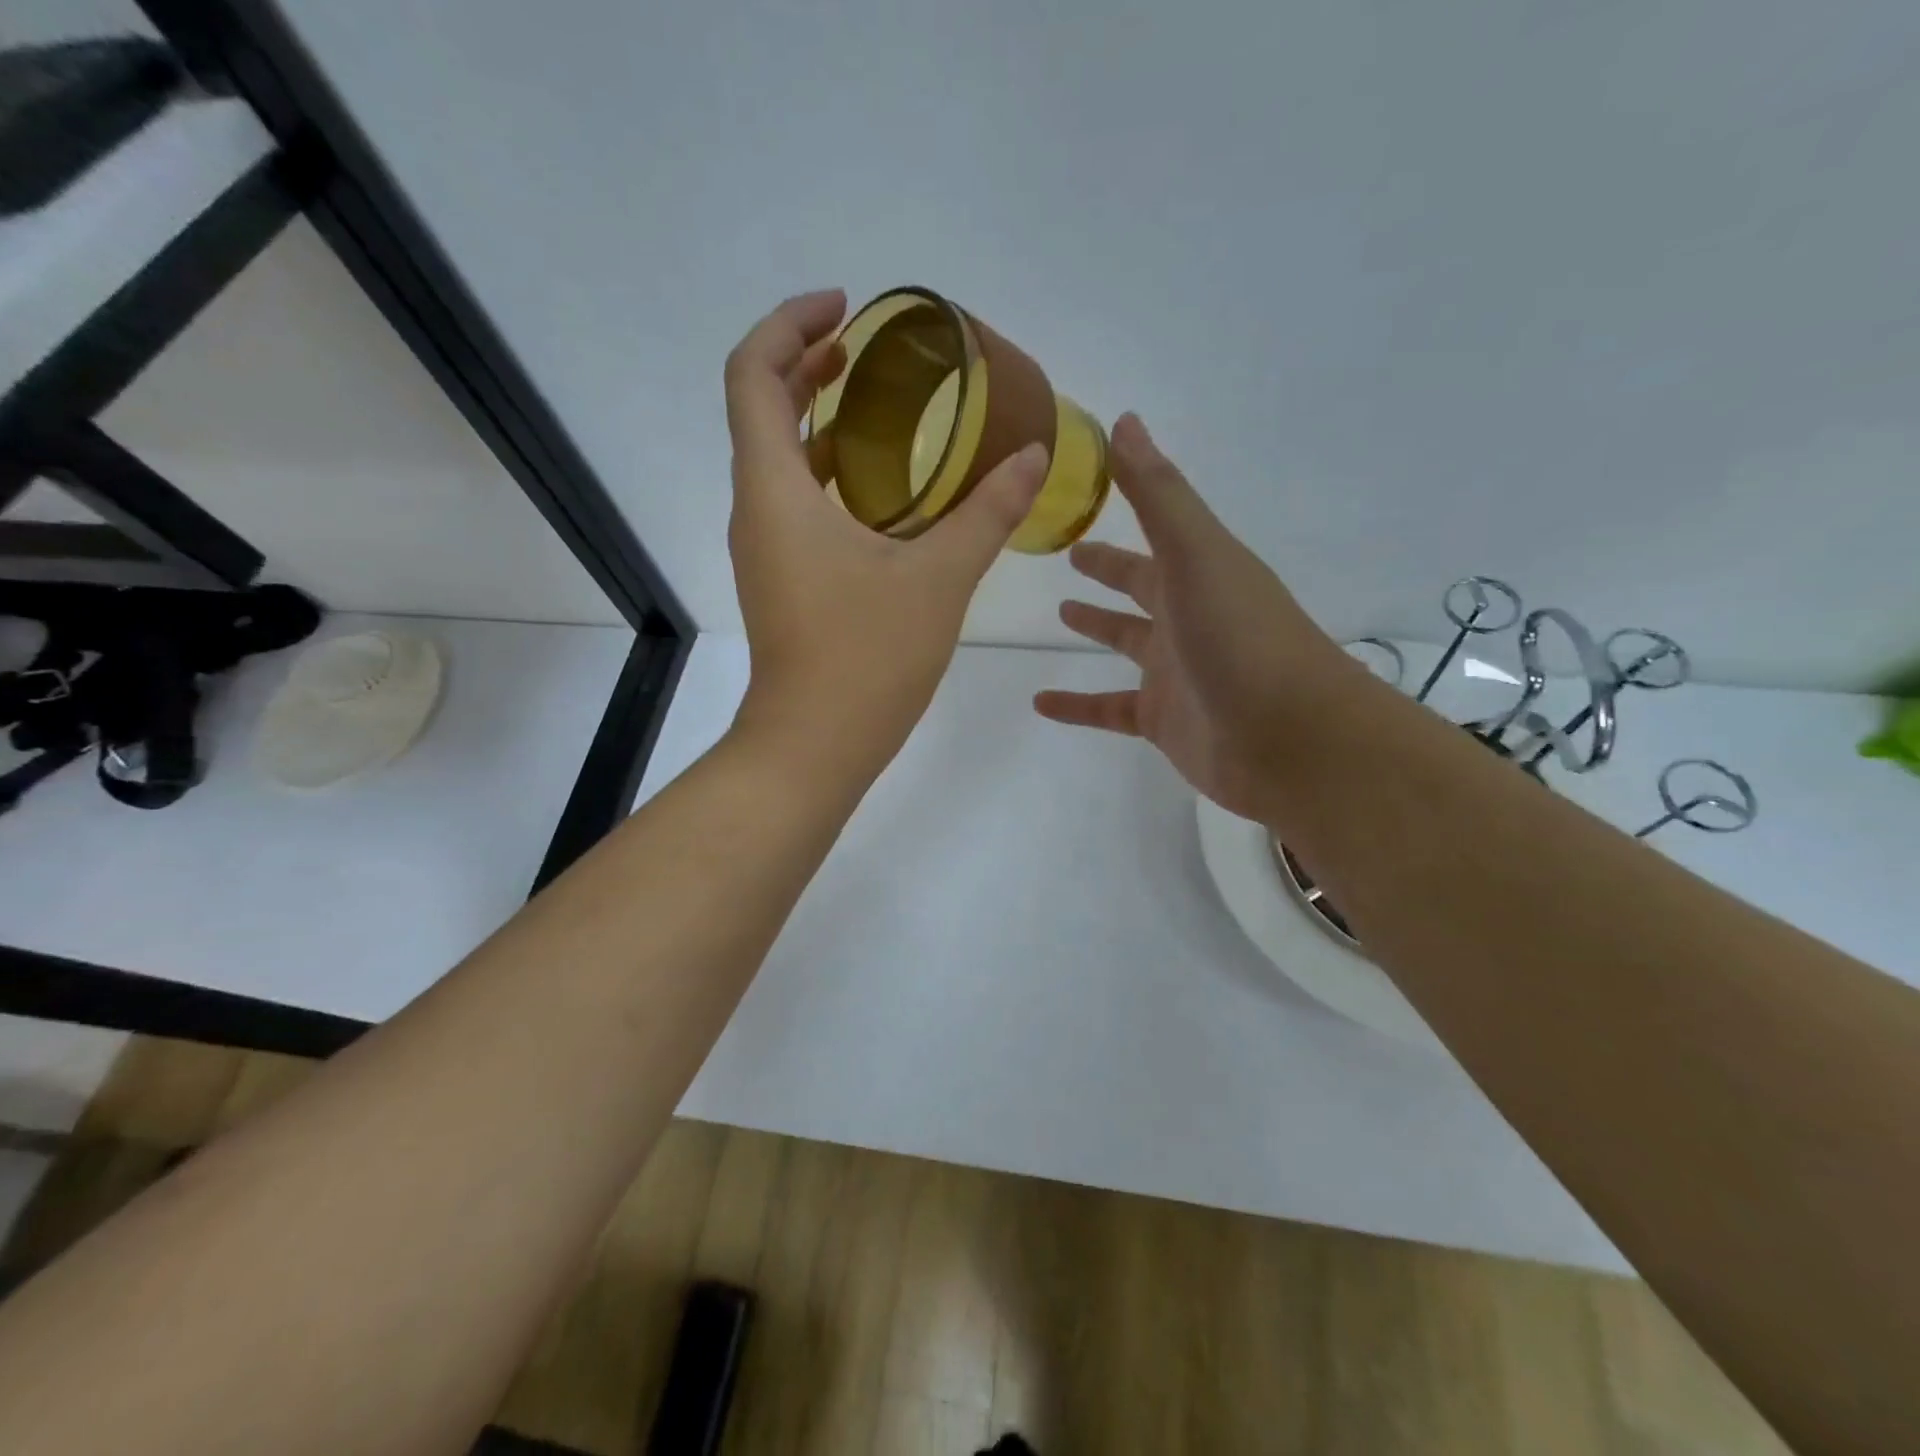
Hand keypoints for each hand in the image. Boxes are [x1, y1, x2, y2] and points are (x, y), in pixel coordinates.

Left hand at [725, 290, 1048, 780]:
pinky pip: (796, 504)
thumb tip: (1033, 457)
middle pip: (761, 410)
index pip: (753, 374)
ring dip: (819, 423)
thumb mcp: (937, 578)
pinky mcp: (783, 581)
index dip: (790, 326)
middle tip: (867, 350)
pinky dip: (830, 475)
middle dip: (806, 365)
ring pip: (779, 462)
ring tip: (882, 408)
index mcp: (775, 489)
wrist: (814, 746)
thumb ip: (986, 513)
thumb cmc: (866, 657)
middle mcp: (757, 510)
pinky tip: (885, 491)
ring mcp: (766, 550)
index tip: (844, 309)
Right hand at [1034, 414, 1355, 823]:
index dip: (1124, 510)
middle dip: (1110, 569)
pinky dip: (1076, 706)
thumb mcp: (1196, 554)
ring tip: (1059, 614)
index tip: (1084, 493)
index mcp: (1199, 572)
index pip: (1154, 534)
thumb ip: (1157, 494)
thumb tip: (1124, 421)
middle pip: (1142, 586)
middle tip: (1070, 554)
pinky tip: (1039, 702)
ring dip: (1097, 627)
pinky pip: (1109, 708)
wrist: (1290, 739)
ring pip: (1127, 643)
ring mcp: (1176, 672)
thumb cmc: (1241, 637)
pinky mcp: (1162, 721)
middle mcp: (1188, 617)